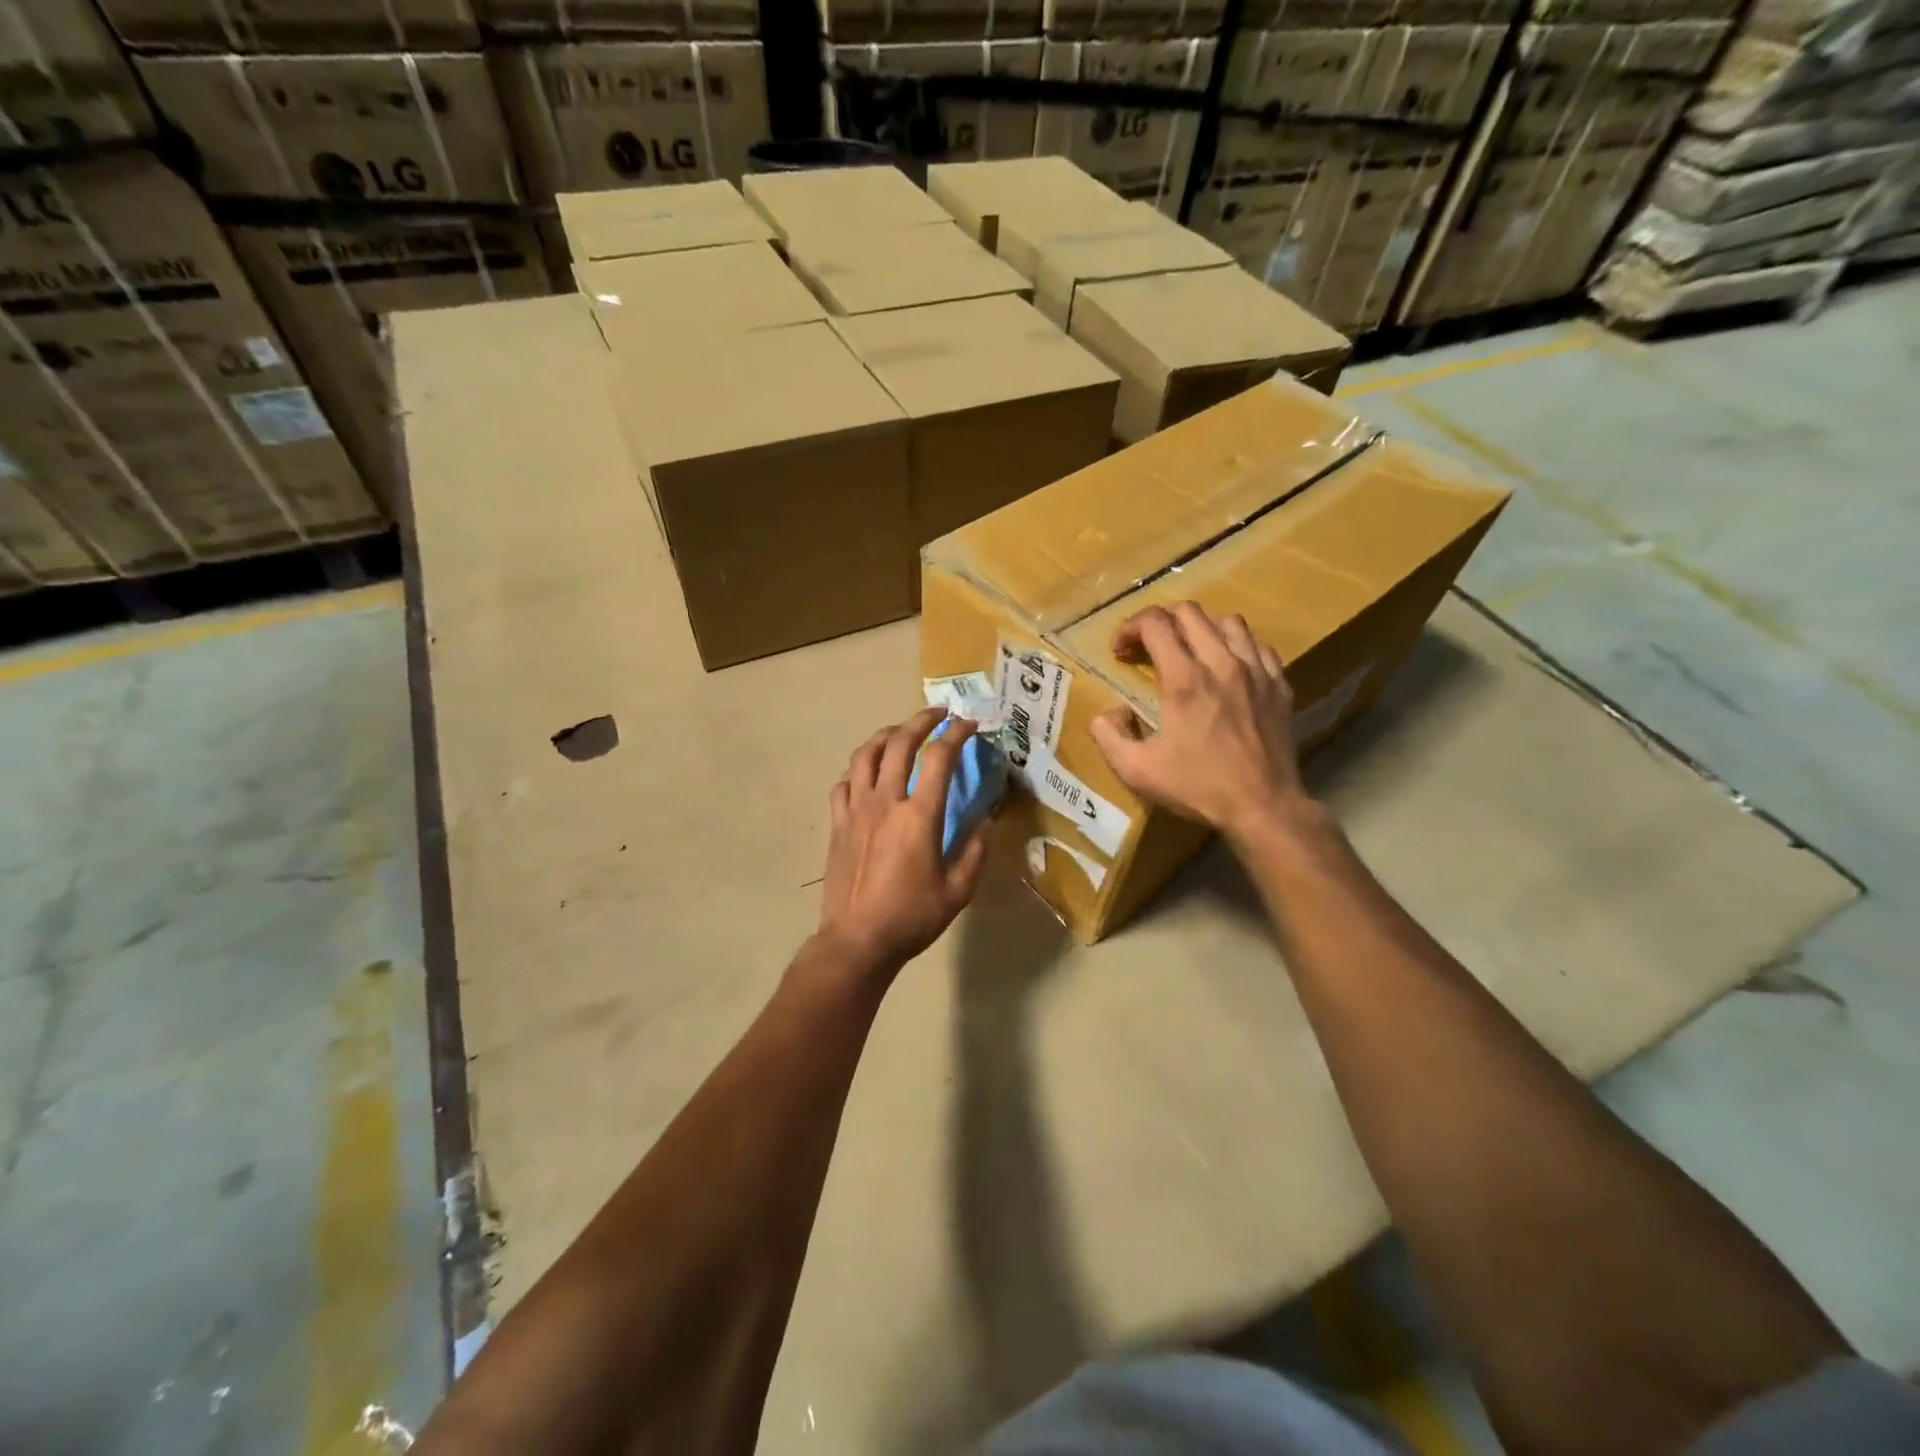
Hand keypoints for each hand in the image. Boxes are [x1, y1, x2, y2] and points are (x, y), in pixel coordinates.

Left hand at [818, 706, 991, 978]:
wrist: (857, 940)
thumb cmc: (911, 917)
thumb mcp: (958, 890)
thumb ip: (976, 850)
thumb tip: (987, 820)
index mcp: (919, 816)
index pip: (939, 757)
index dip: (957, 734)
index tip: (970, 724)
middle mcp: (885, 801)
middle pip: (899, 743)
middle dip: (921, 720)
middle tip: (939, 714)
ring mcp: (856, 809)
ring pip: (865, 754)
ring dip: (887, 735)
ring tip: (901, 732)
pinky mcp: (837, 823)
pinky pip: (844, 782)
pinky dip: (859, 769)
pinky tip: (868, 774)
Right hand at [1089, 603, 1313, 841]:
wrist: (1263, 807)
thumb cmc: (1197, 787)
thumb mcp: (1136, 770)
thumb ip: (1108, 735)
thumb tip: (1106, 712)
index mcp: (1184, 680)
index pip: (1155, 623)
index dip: (1129, 628)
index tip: (1120, 650)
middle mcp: (1222, 663)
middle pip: (1190, 612)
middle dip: (1161, 622)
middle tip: (1148, 648)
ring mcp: (1256, 671)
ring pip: (1228, 621)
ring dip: (1201, 627)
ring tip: (1189, 650)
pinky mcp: (1279, 684)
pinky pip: (1258, 645)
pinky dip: (1237, 645)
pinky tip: (1228, 666)